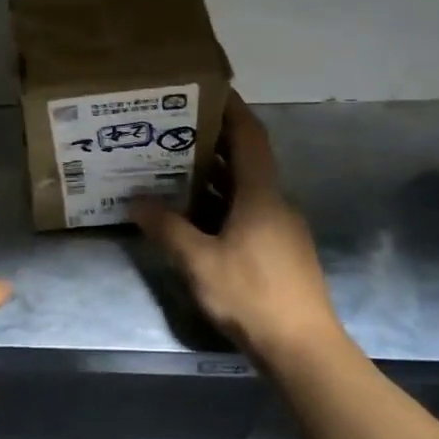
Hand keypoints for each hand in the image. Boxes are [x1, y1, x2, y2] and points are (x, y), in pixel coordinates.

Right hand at [134, 93, 340, 365]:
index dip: (232, 110)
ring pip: (245, 191)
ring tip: (173, 169)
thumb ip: (167, 228)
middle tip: (172, 132)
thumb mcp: (198, 261)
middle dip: (212, 144)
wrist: (302, 348)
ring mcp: (281, 229)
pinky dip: (221, 206)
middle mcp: (275, 203)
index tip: (208, 90)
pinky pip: (247, 214)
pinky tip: (194, 218)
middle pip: (245, 162)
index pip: (249, 137)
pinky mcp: (280, 252)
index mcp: (261, 195)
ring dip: (213, 178)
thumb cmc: (251, 295)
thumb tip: (136, 201)